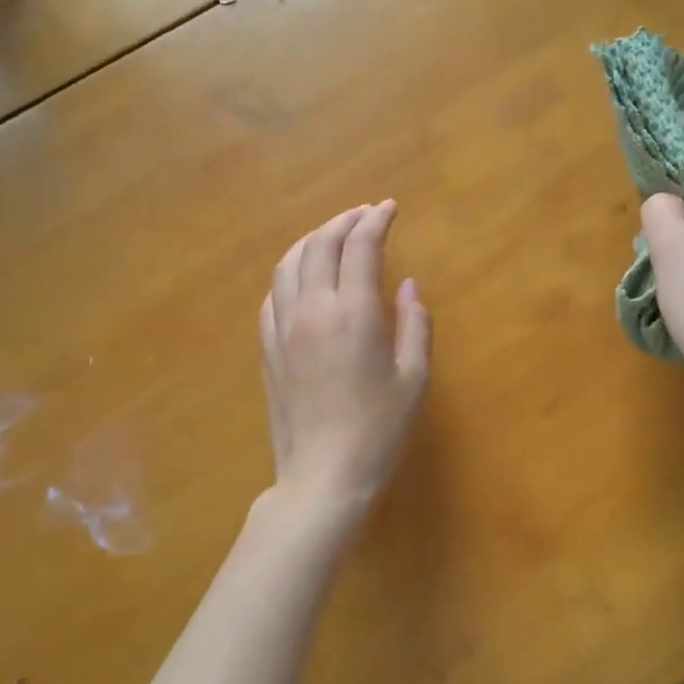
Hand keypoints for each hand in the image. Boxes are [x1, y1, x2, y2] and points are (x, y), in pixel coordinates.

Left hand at [261, 201, 430, 522]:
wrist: (323, 476)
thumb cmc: (379, 430)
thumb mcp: (414, 378)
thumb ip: (415, 324)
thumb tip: (408, 286)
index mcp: (353, 313)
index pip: (360, 247)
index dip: (376, 220)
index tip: (389, 207)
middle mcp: (312, 310)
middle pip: (320, 245)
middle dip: (344, 221)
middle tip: (365, 215)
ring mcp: (283, 328)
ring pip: (289, 264)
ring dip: (312, 240)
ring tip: (332, 235)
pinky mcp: (268, 349)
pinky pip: (273, 295)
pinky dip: (290, 273)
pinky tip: (301, 278)